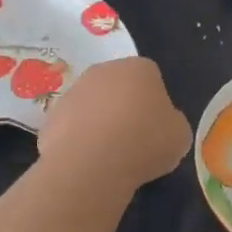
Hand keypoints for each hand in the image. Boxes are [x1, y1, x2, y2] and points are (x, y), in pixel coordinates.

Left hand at [38, 57, 190, 191]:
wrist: (91, 162)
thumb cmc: (144, 142)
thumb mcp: (179, 136)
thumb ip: (172, 122)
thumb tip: (161, 124)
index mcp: (140, 68)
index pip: (151, 78)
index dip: (154, 104)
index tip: (155, 128)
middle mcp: (105, 70)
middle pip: (118, 87)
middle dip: (124, 107)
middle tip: (132, 139)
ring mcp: (74, 90)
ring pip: (93, 104)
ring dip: (99, 122)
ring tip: (107, 155)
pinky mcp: (52, 114)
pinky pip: (72, 125)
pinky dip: (78, 139)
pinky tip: (86, 160)